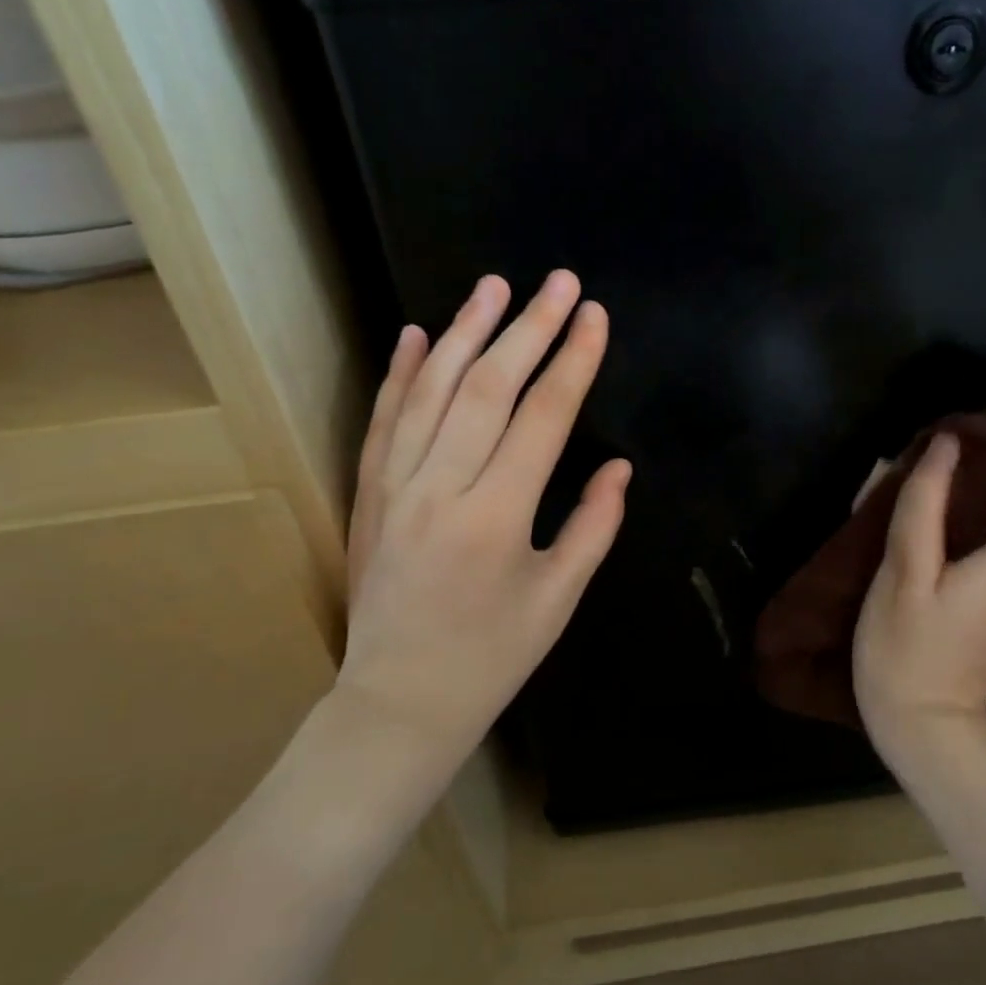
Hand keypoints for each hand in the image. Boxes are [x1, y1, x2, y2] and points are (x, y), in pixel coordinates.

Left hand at [339, 271, 630, 756]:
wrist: (398, 703)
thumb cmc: (492, 657)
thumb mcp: (558, 599)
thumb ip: (594, 526)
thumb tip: (618, 467)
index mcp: (497, 517)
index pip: (544, 417)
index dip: (574, 361)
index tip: (595, 316)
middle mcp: (441, 488)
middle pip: (488, 386)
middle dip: (529, 327)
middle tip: (559, 281)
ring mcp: (395, 486)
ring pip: (431, 390)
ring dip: (464, 331)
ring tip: (494, 286)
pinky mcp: (367, 493)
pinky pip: (383, 420)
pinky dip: (400, 373)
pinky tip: (413, 332)